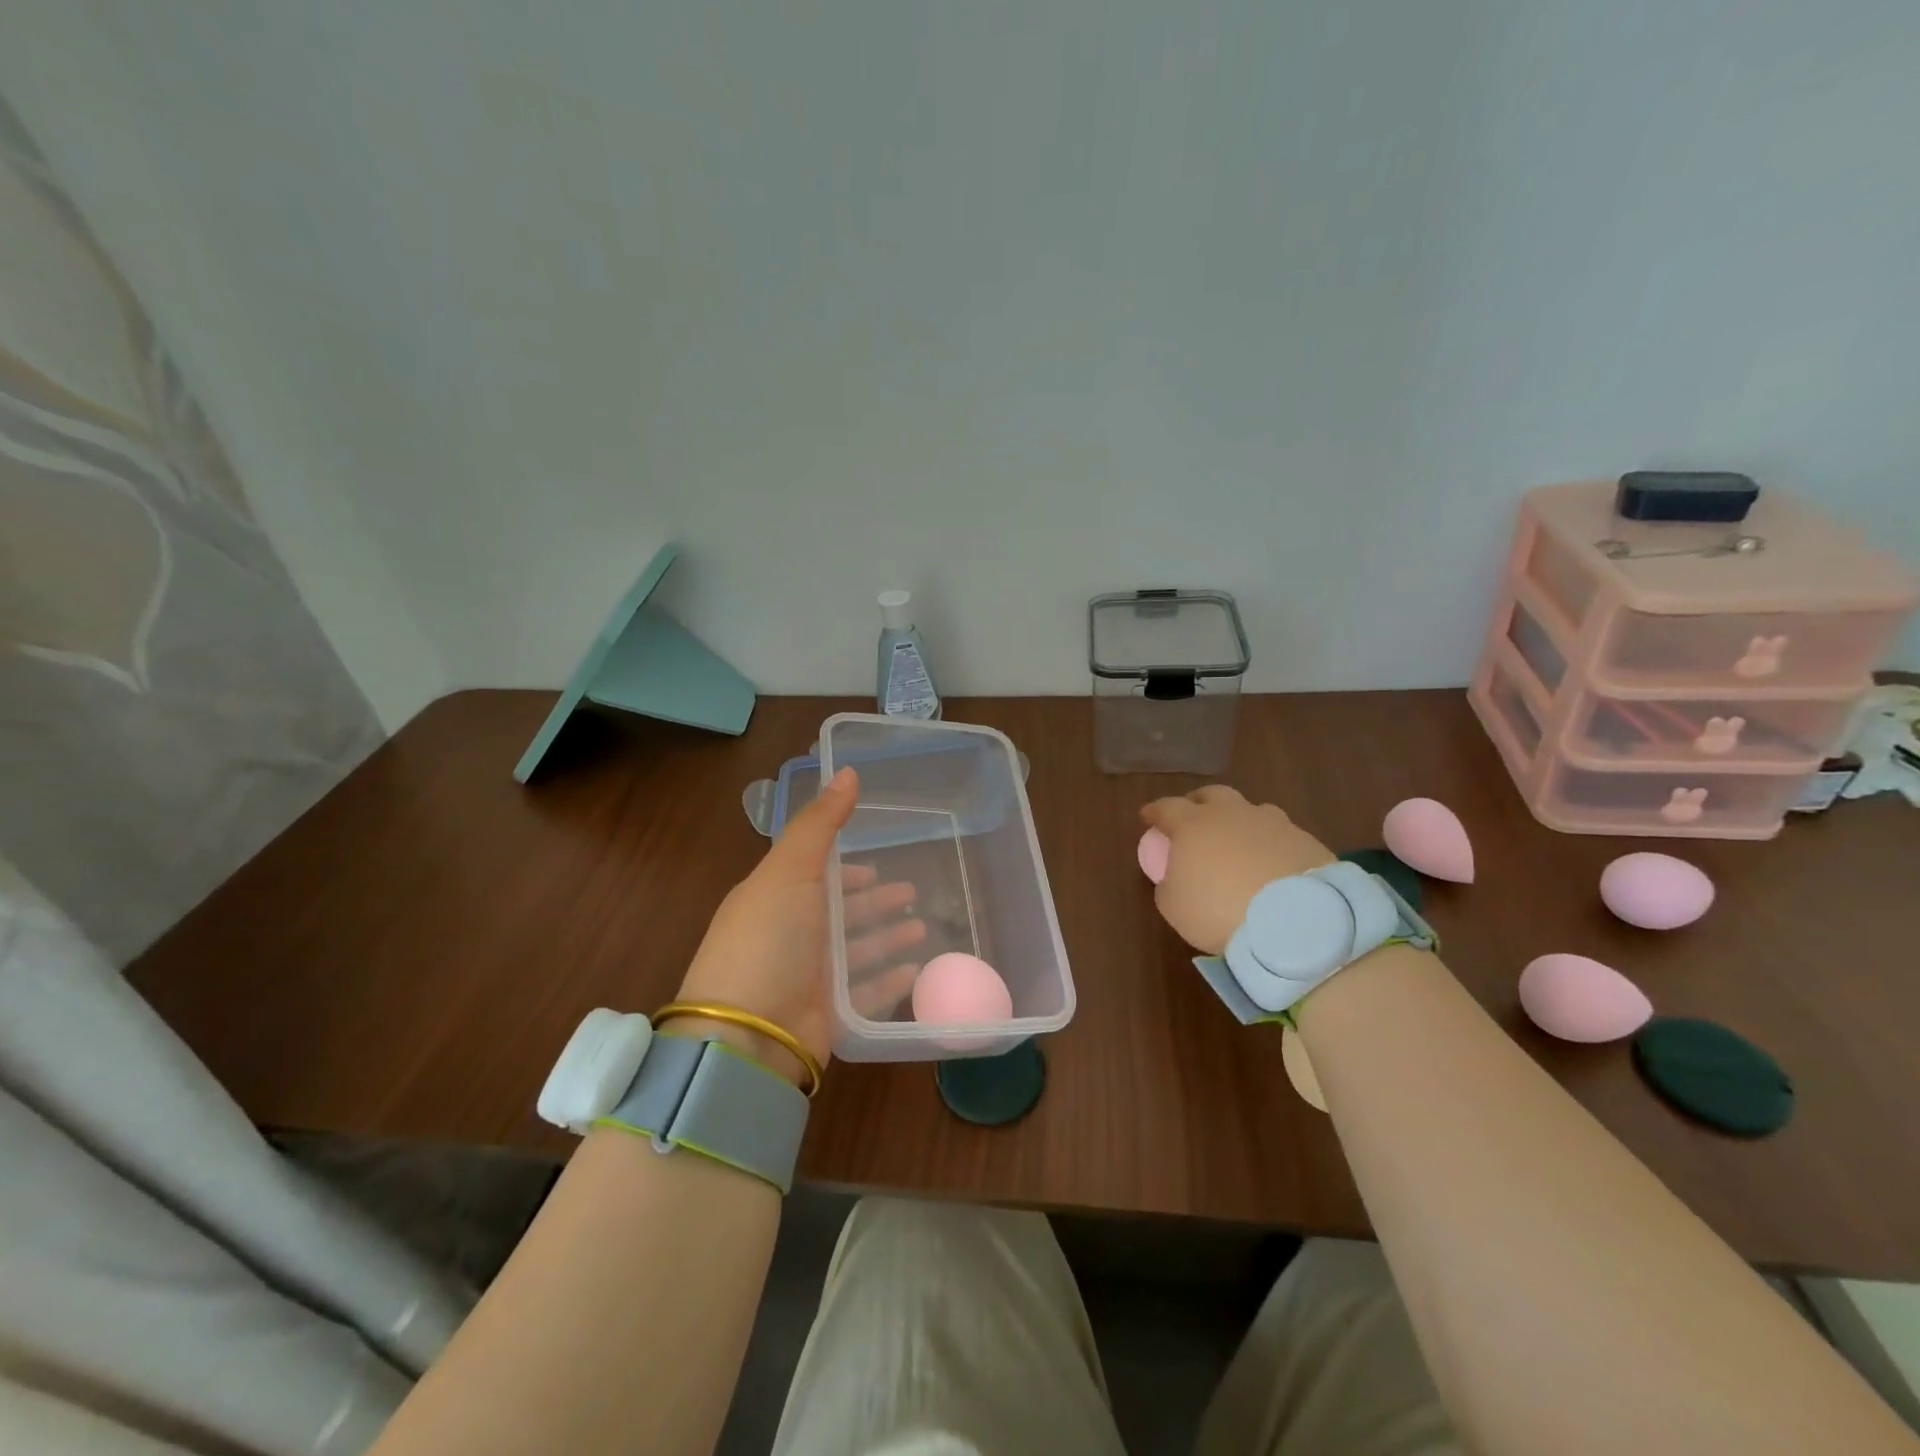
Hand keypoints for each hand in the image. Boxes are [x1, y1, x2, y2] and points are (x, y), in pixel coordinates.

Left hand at [673, 769, 925, 1085]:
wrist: (746, 1035)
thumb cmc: (768, 941)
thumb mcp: (790, 871)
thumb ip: (820, 823)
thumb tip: (848, 770)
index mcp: (776, 899)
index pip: (817, 877)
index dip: (848, 869)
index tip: (878, 863)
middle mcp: (791, 936)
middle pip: (841, 914)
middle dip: (875, 902)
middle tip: (914, 894)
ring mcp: (808, 978)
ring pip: (858, 951)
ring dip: (888, 938)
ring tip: (923, 929)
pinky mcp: (827, 1015)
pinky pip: (867, 992)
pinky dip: (890, 981)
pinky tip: (917, 970)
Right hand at [1140, 785, 1336, 954]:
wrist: (1293, 920)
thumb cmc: (1218, 910)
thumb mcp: (1174, 906)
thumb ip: (1169, 885)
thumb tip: (1175, 878)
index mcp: (1193, 824)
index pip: (1166, 807)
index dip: (1155, 812)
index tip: (1148, 817)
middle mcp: (1231, 814)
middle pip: (1211, 795)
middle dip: (1198, 803)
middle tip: (1194, 819)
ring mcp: (1272, 823)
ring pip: (1251, 810)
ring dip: (1240, 820)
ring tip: (1238, 840)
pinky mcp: (1305, 839)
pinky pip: (1281, 834)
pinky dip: (1271, 843)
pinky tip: (1272, 862)